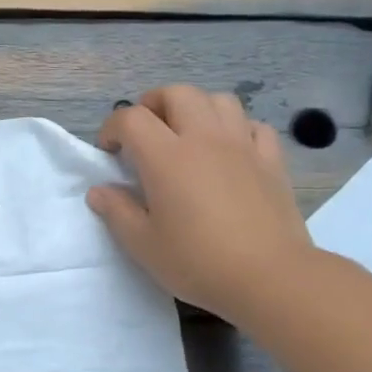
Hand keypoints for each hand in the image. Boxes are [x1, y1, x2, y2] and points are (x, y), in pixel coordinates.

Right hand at [86, 86, 311, 318]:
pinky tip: (229, 150)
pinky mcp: (272, 161)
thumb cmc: (198, 262)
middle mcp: (204, 139)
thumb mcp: (143, 245)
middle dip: (154, 105)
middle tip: (145, 133)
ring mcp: (242, 146)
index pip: (131, 119)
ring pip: (219, 100)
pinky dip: (236, 128)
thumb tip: (99, 191)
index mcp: (166, 157)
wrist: (269, 277)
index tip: (108, 152)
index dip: (112, 128)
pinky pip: (253, 126)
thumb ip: (117, 212)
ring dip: (196, 108)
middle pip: (177, 94)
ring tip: (187, 134)